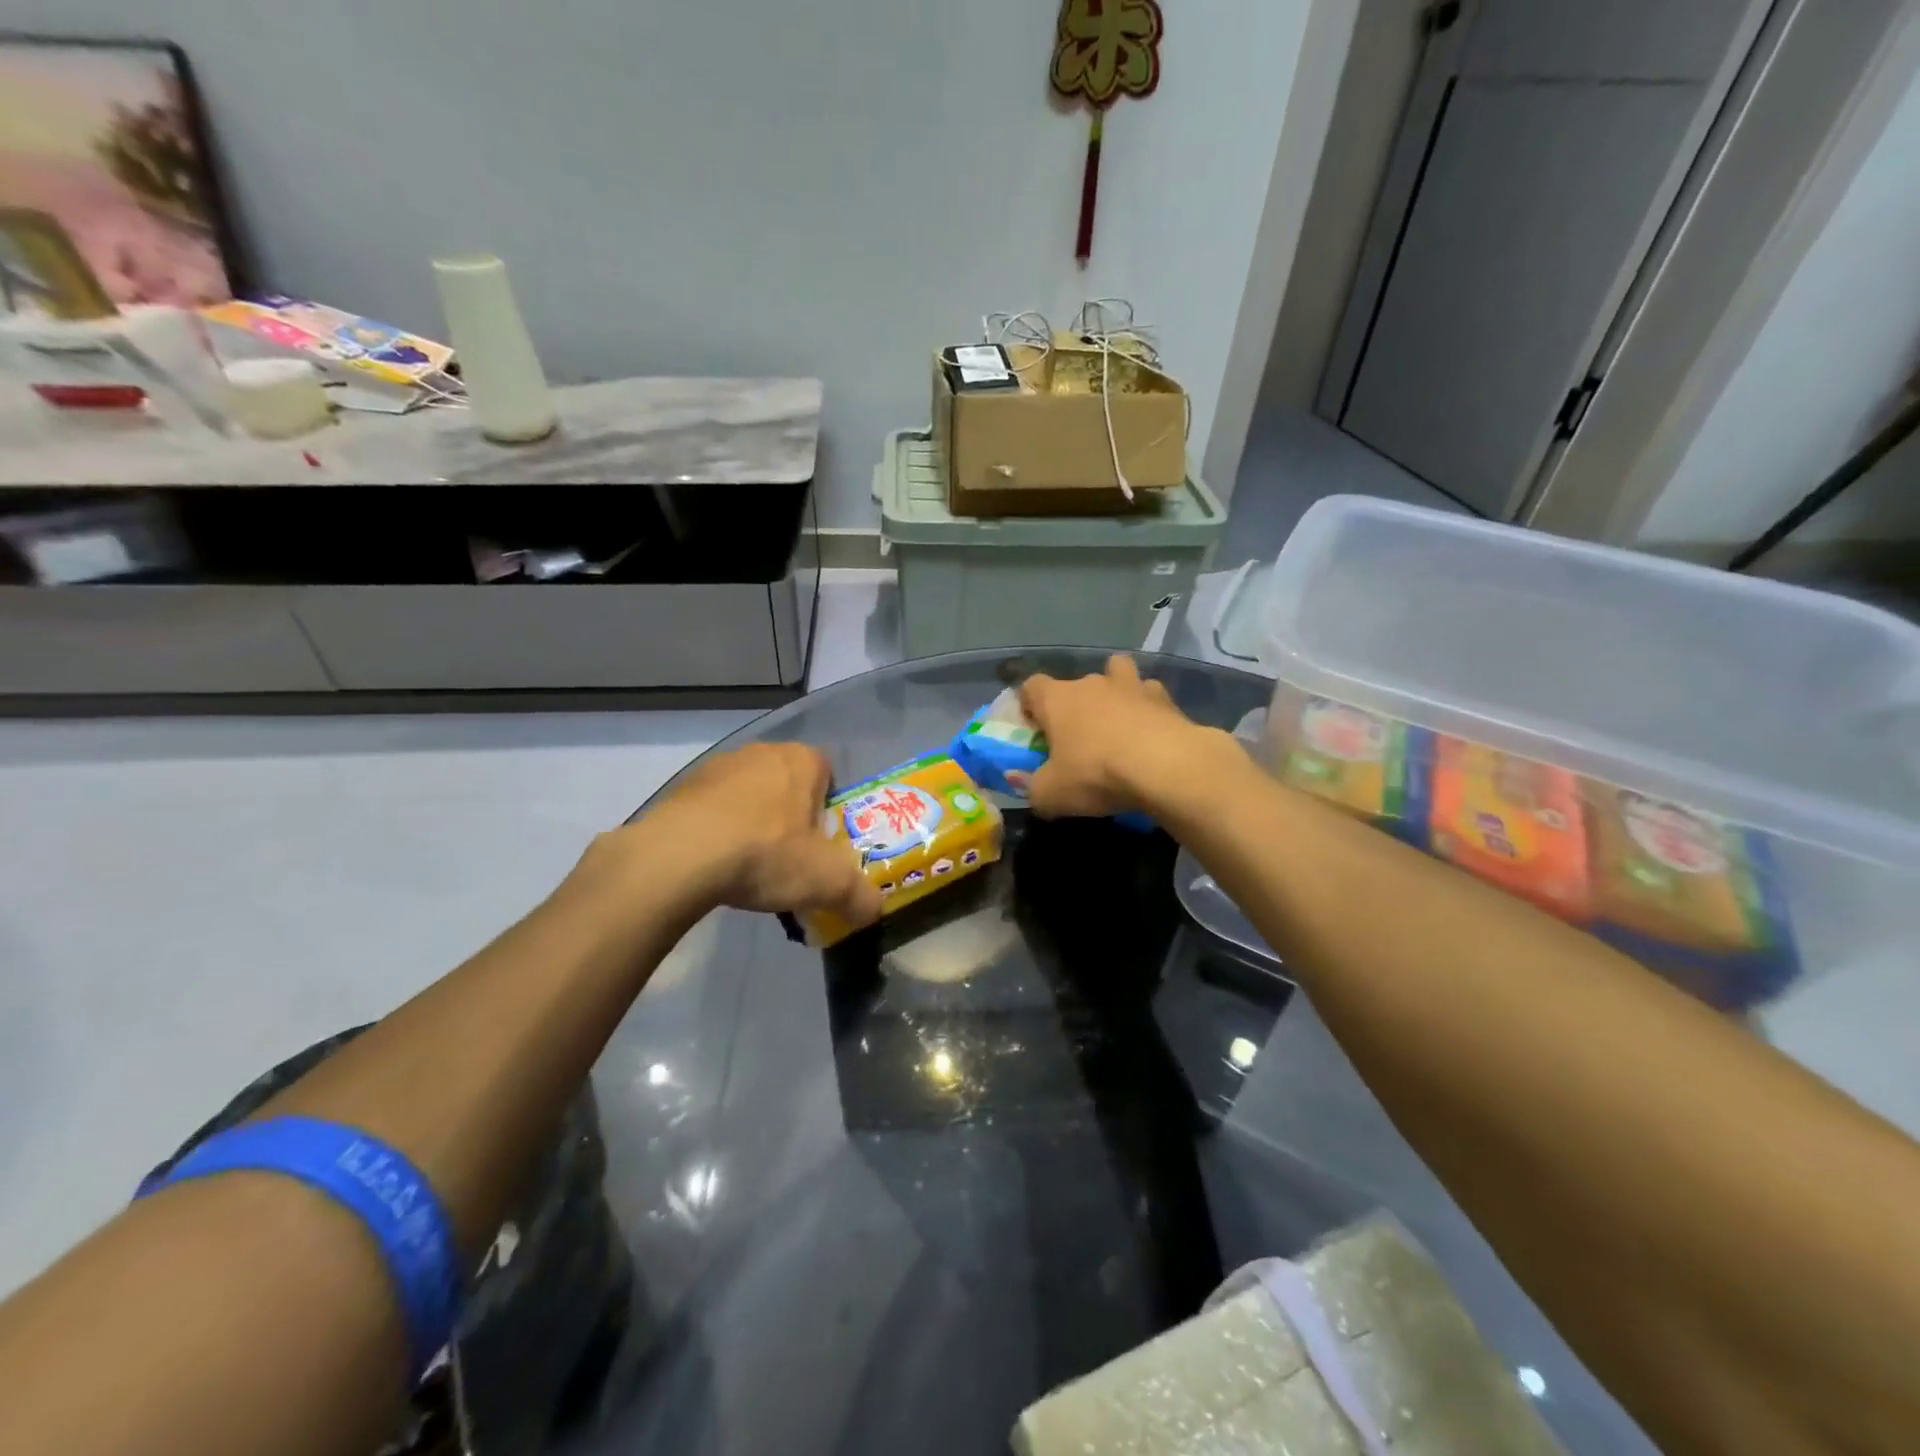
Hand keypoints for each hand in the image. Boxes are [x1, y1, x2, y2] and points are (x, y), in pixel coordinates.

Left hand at [612, 744, 882, 925]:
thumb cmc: (766, 853)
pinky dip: (718, 830)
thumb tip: (875, 911)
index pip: (827, 773)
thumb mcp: (826, 882)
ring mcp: (717, 767)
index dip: (829, 808)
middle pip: (788, 784)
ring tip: (749, 867)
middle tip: (790, 858)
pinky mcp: (682, 788)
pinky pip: (713, 808)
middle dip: (791, 816)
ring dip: (752, 822)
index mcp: (801, 760)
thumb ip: (859, 896)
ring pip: (749, 794)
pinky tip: (715, 865)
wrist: (678, 857)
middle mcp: (761, 752)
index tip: (822, 843)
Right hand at [1019, 655, 1233, 818]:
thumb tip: (1023, 783)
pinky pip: (1151, 694)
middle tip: (1078, 738)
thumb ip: (1031, 788)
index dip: (1030, 705)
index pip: (1031, 686)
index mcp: (1057, 699)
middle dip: (1074, 705)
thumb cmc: (1096, 774)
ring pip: (1117, 672)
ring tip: (1119, 720)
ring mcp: (1131, 686)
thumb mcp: (1051, 794)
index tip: (1035, 728)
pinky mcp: (1165, 698)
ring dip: (1115, 691)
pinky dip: (1148, 708)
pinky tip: (1151, 731)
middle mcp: (1091, 683)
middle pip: (1076, 683)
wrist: (1164, 765)